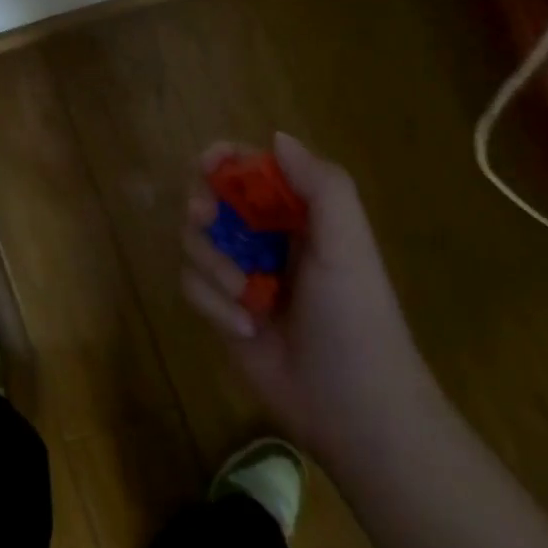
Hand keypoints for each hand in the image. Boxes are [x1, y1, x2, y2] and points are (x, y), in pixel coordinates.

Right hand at [181, 134, 438, 468]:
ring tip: (246, 298)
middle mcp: (264, 238)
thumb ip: (321, 186)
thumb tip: (276, 137)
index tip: (208, 165)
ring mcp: (240, 273)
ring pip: (194, 241)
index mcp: (297, 215)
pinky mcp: (221, 308)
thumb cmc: (356, 319)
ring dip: (213, 265)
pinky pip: (191, 284)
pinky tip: (244, 327)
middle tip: (206, 220)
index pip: (251, 168)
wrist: (354, 410)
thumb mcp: (348, 246)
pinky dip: (212, 302)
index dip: (225, 159)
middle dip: (204, 208)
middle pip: (210, 198)